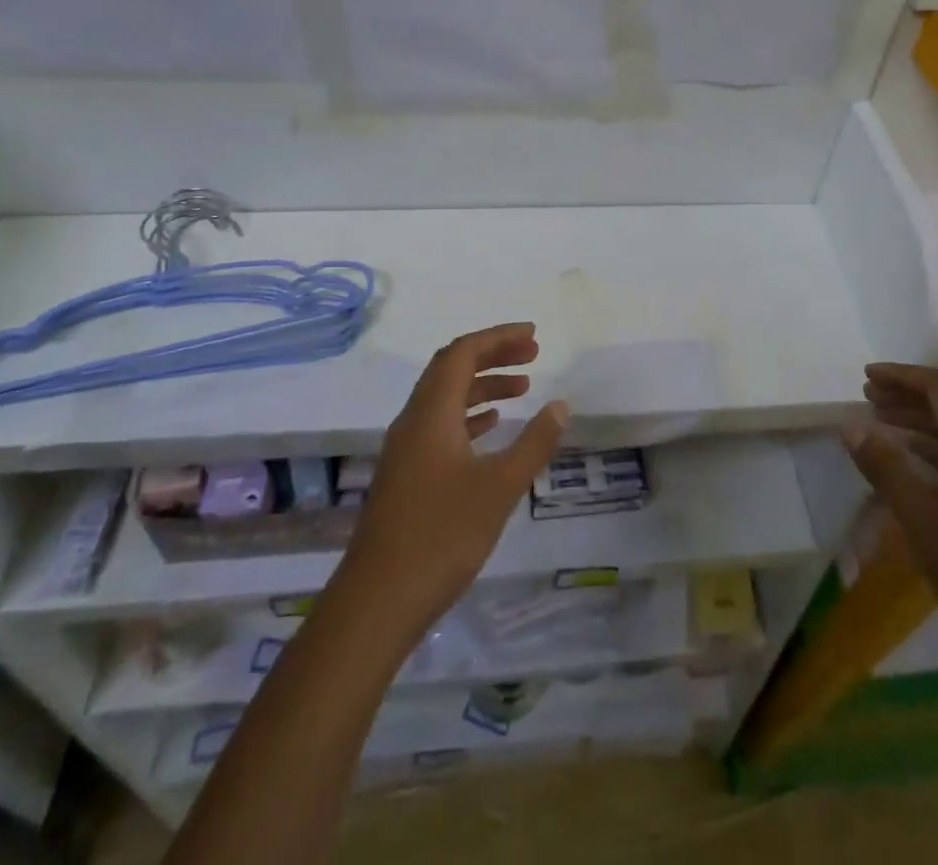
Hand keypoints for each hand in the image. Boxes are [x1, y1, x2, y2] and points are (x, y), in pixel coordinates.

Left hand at [339, 323, 567, 638]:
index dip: (498, 338)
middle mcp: (413, 421)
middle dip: (493, 356)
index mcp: (431, 413)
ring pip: (445, 398)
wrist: (377, 602)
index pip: (462, 353)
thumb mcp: (499, 488)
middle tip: (533, 356)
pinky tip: (491, 429)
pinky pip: (440, 426)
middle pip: (451, 369)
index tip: (534, 336)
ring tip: (523, 389)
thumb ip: (533, 443)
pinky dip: (469, 416)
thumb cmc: (441, 536)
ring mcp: (405, 450)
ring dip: (482, 386)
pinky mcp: (405, 476)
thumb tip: (560, 405)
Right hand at [843, 363, 937, 658]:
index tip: (867, 377)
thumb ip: (885, 466)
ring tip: (881, 425)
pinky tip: (911, 467)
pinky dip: (931, 450)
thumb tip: (851, 424)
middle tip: (868, 397)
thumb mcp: (919, 516)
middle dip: (907, 396)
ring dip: (918, 423)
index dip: (903, 375)